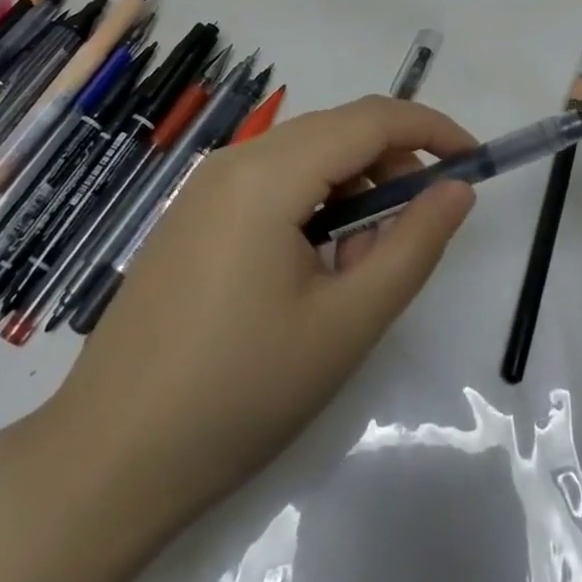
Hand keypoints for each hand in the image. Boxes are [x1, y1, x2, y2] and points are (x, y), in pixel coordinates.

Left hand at [48, 96, 476, 538]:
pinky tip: (313, 268)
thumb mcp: (347, 323)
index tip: (474, 161)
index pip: (372, 119)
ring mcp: (206, 185)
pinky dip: (314, 204)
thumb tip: (457, 190)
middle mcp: (235, 159)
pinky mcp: (193, 213)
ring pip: (306, 156)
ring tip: (359, 266)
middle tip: (416, 231)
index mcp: (269, 173)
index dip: (431, 130)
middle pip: (338, 131)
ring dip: (353, 190)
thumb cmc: (239, 393)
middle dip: (392, 166)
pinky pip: (272, 181)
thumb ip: (414, 245)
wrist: (107, 463)